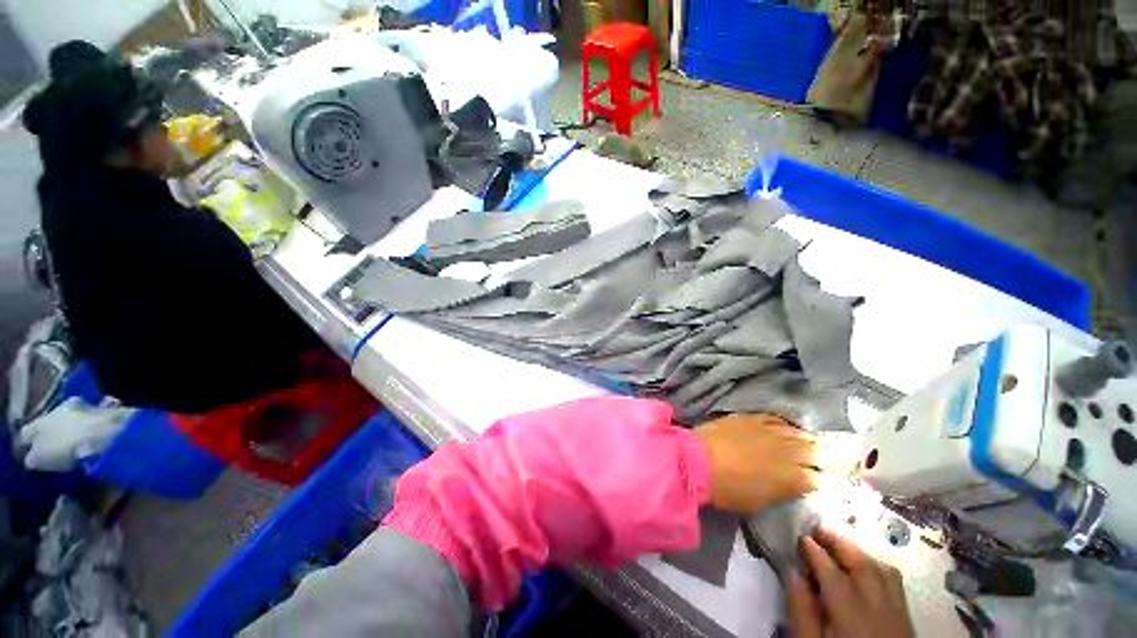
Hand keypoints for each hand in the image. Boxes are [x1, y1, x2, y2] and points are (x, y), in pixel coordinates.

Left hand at [694, 414, 819, 513]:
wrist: (699, 460)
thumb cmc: (727, 490)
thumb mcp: (758, 502)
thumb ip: (779, 491)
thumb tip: (787, 485)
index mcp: (792, 478)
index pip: (816, 479)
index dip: (818, 481)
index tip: (818, 482)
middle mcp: (786, 451)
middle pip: (813, 451)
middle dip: (820, 457)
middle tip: (822, 460)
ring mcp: (769, 431)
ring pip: (797, 432)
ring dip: (804, 439)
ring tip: (807, 442)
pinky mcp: (751, 418)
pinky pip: (775, 419)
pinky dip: (783, 424)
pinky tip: (784, 427)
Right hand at [788, 530, 913, 637]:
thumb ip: (801, 611)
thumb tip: (792, 571)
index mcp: (851, 615)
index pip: (832, 573)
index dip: (815, 551)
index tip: (800, 537)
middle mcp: (878, 608)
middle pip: (862, 565)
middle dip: (839, 543)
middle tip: (818, 531)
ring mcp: (897, 613)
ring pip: (882, 570)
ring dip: (859, 552)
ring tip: (839, 546)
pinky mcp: (906, 620)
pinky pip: (895, 582)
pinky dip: (877, 566)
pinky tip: (865, 567)